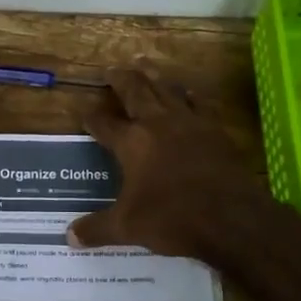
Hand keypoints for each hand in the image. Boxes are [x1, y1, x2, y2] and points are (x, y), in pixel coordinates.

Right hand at [68, 62, 274, 262]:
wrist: (230, 217)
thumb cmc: (172, 218)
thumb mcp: (127, 227)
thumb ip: (97, 228)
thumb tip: (70, 237)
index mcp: (131, 142)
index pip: (104, 124)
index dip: (91, 118)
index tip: (83, 112)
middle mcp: (157, 123)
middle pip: (135, 91)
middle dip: (120, 79)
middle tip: (111, 68)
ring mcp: (189, 123)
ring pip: (167, 88)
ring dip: (153, 75)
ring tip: (144, 64)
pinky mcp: (215, 130)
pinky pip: (199, 103)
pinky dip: (190, 95)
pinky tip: (189, 92)